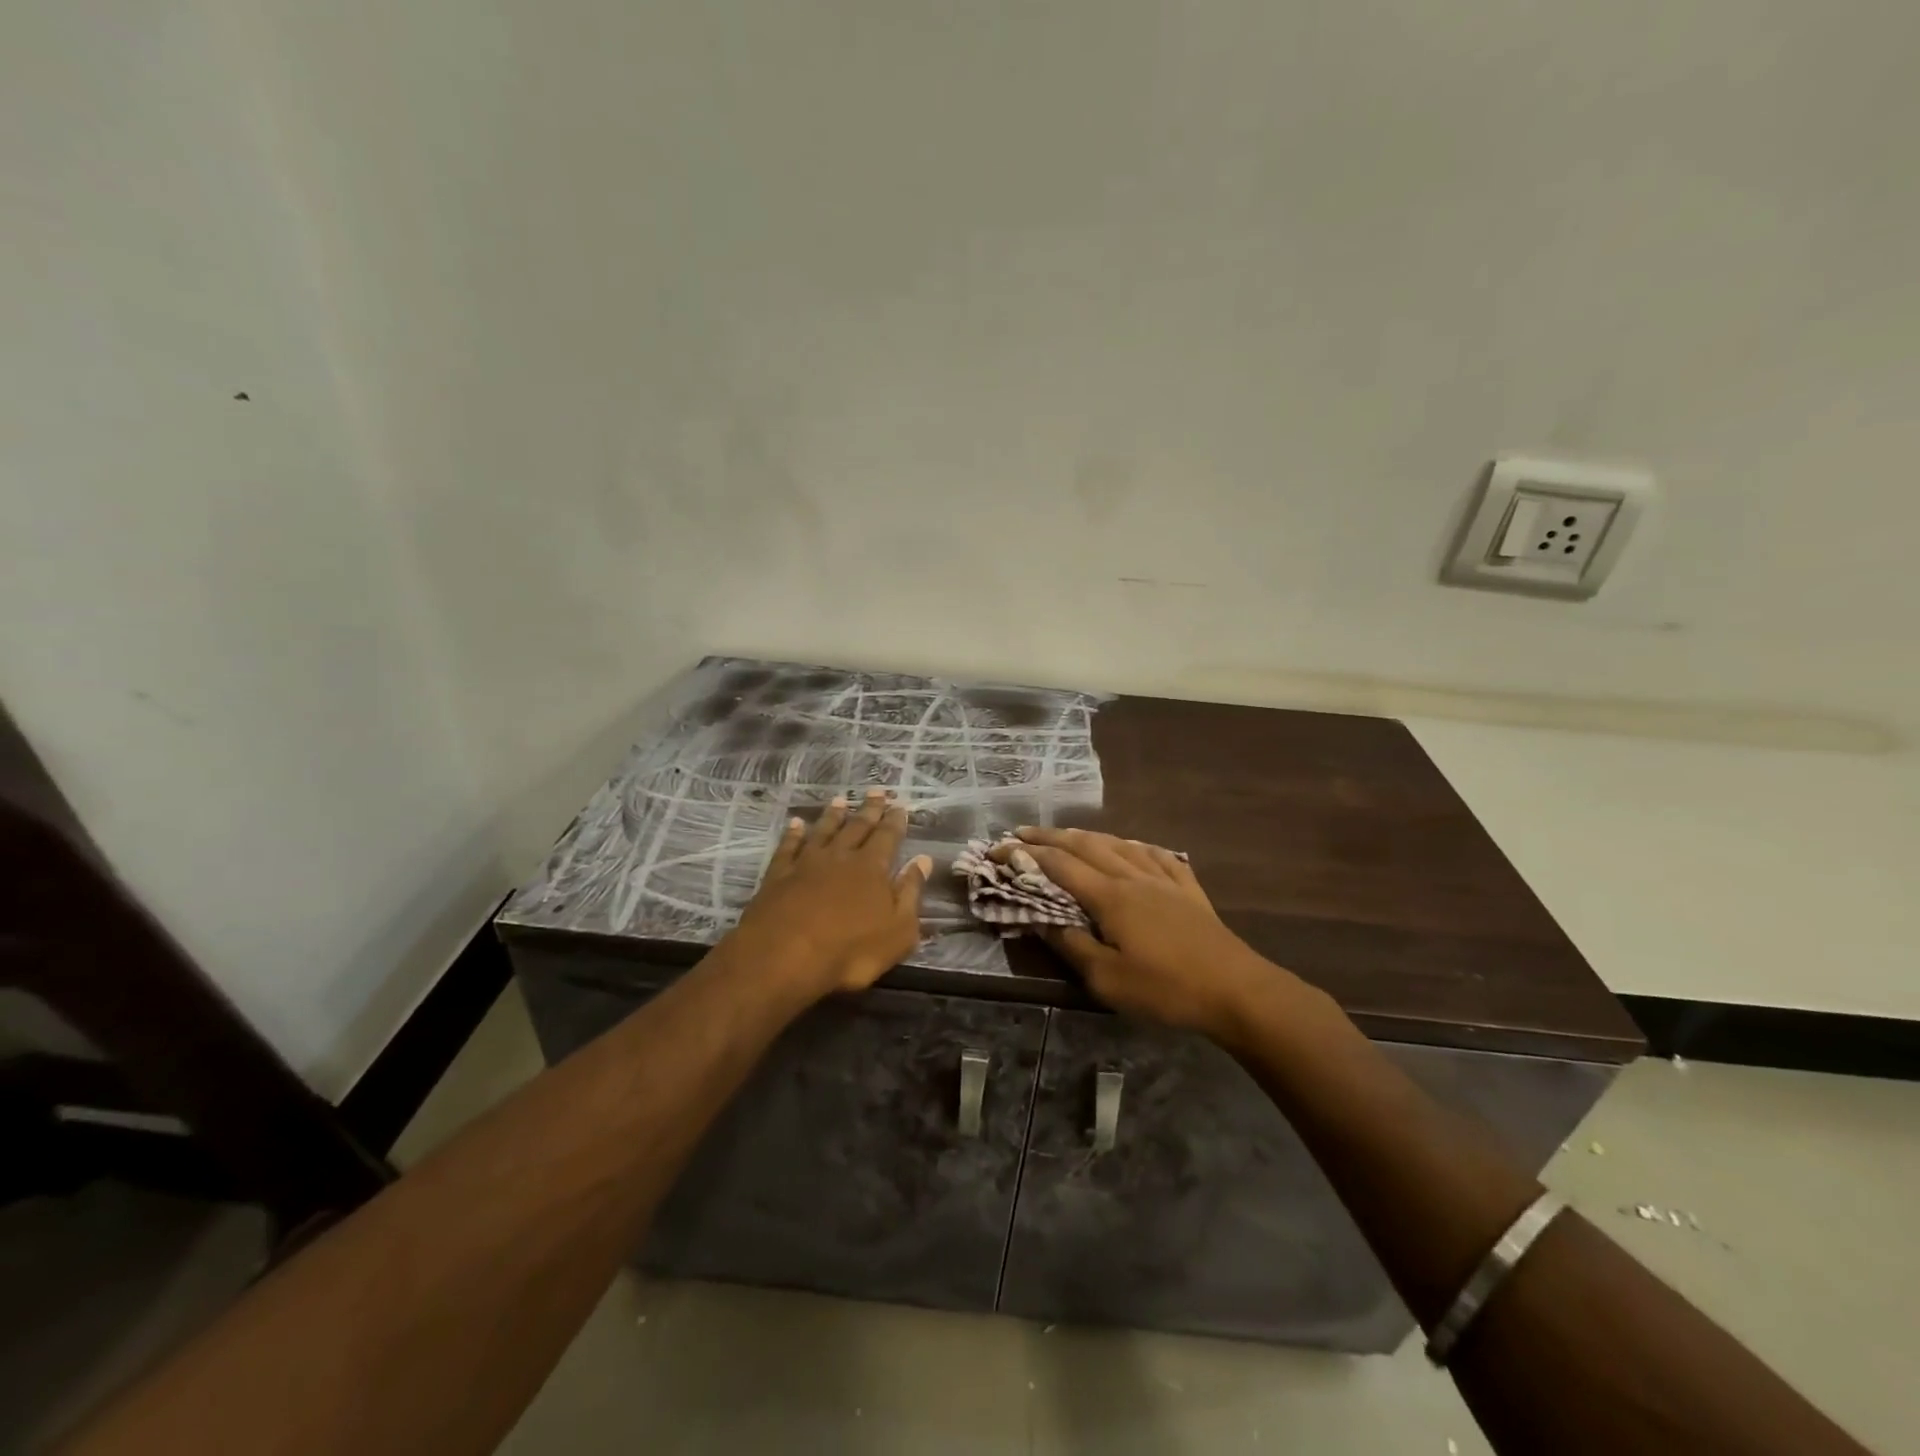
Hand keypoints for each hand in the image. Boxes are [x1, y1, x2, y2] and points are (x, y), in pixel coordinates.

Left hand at [733, 789, 932, 996]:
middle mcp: (840, 857)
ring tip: (840, 800)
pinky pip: (788, 847)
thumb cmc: (850, 951)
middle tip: (876, 791)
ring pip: (823, 831)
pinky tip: (796, 824)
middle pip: (857, 827)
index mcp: (872, 869)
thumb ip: (911, 893)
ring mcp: (806, 863)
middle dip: (869, 809)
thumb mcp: (898, 931)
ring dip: (833, 815)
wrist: (784, 957)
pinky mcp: (778, 875)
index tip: (900, 805)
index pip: (888, 837)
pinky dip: (793, 834)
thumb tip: (923, 860)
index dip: (895, 821)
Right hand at [1006, 827, 1278, 1039]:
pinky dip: (1135, 845)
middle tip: (1022, 832)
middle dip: (1050, 836)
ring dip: (1087, 836)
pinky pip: (1156, 854)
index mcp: (1110, 896)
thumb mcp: (1108, 980)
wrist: (1236, 990)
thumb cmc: (1166, 990)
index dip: (1026, 855)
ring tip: (1067, 835)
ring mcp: (1164, 878)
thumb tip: (1039, 919)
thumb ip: (1072, 946)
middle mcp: (1133, 876)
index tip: (999, 849)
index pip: (1059, 866)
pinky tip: (1133, 846)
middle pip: (1086, 845)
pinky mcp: (1188, 889)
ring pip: (1119, 844)